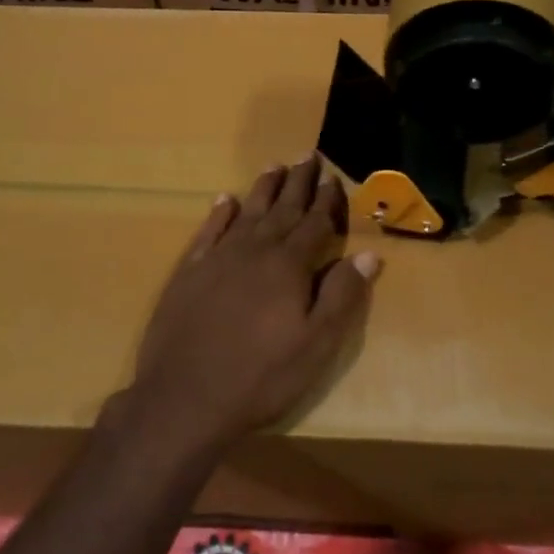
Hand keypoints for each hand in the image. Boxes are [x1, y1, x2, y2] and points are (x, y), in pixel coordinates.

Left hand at [122, 154, 379, 456]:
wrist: (184, 399)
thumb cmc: (261, 377)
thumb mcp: (316, 345)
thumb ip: (342, 296)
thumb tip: (369, 254)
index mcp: (289, 266)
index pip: (315, 223)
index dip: (327, 201)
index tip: (334, 178)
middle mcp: (254, 251)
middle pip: (282, 209)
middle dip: (298, 182)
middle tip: (309, 155)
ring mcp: (218, 259)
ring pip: (247, 213)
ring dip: (263, 188)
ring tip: (275, 165)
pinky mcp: (189, 272)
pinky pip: (208, 232)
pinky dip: (219, 214)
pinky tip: (226, 200)